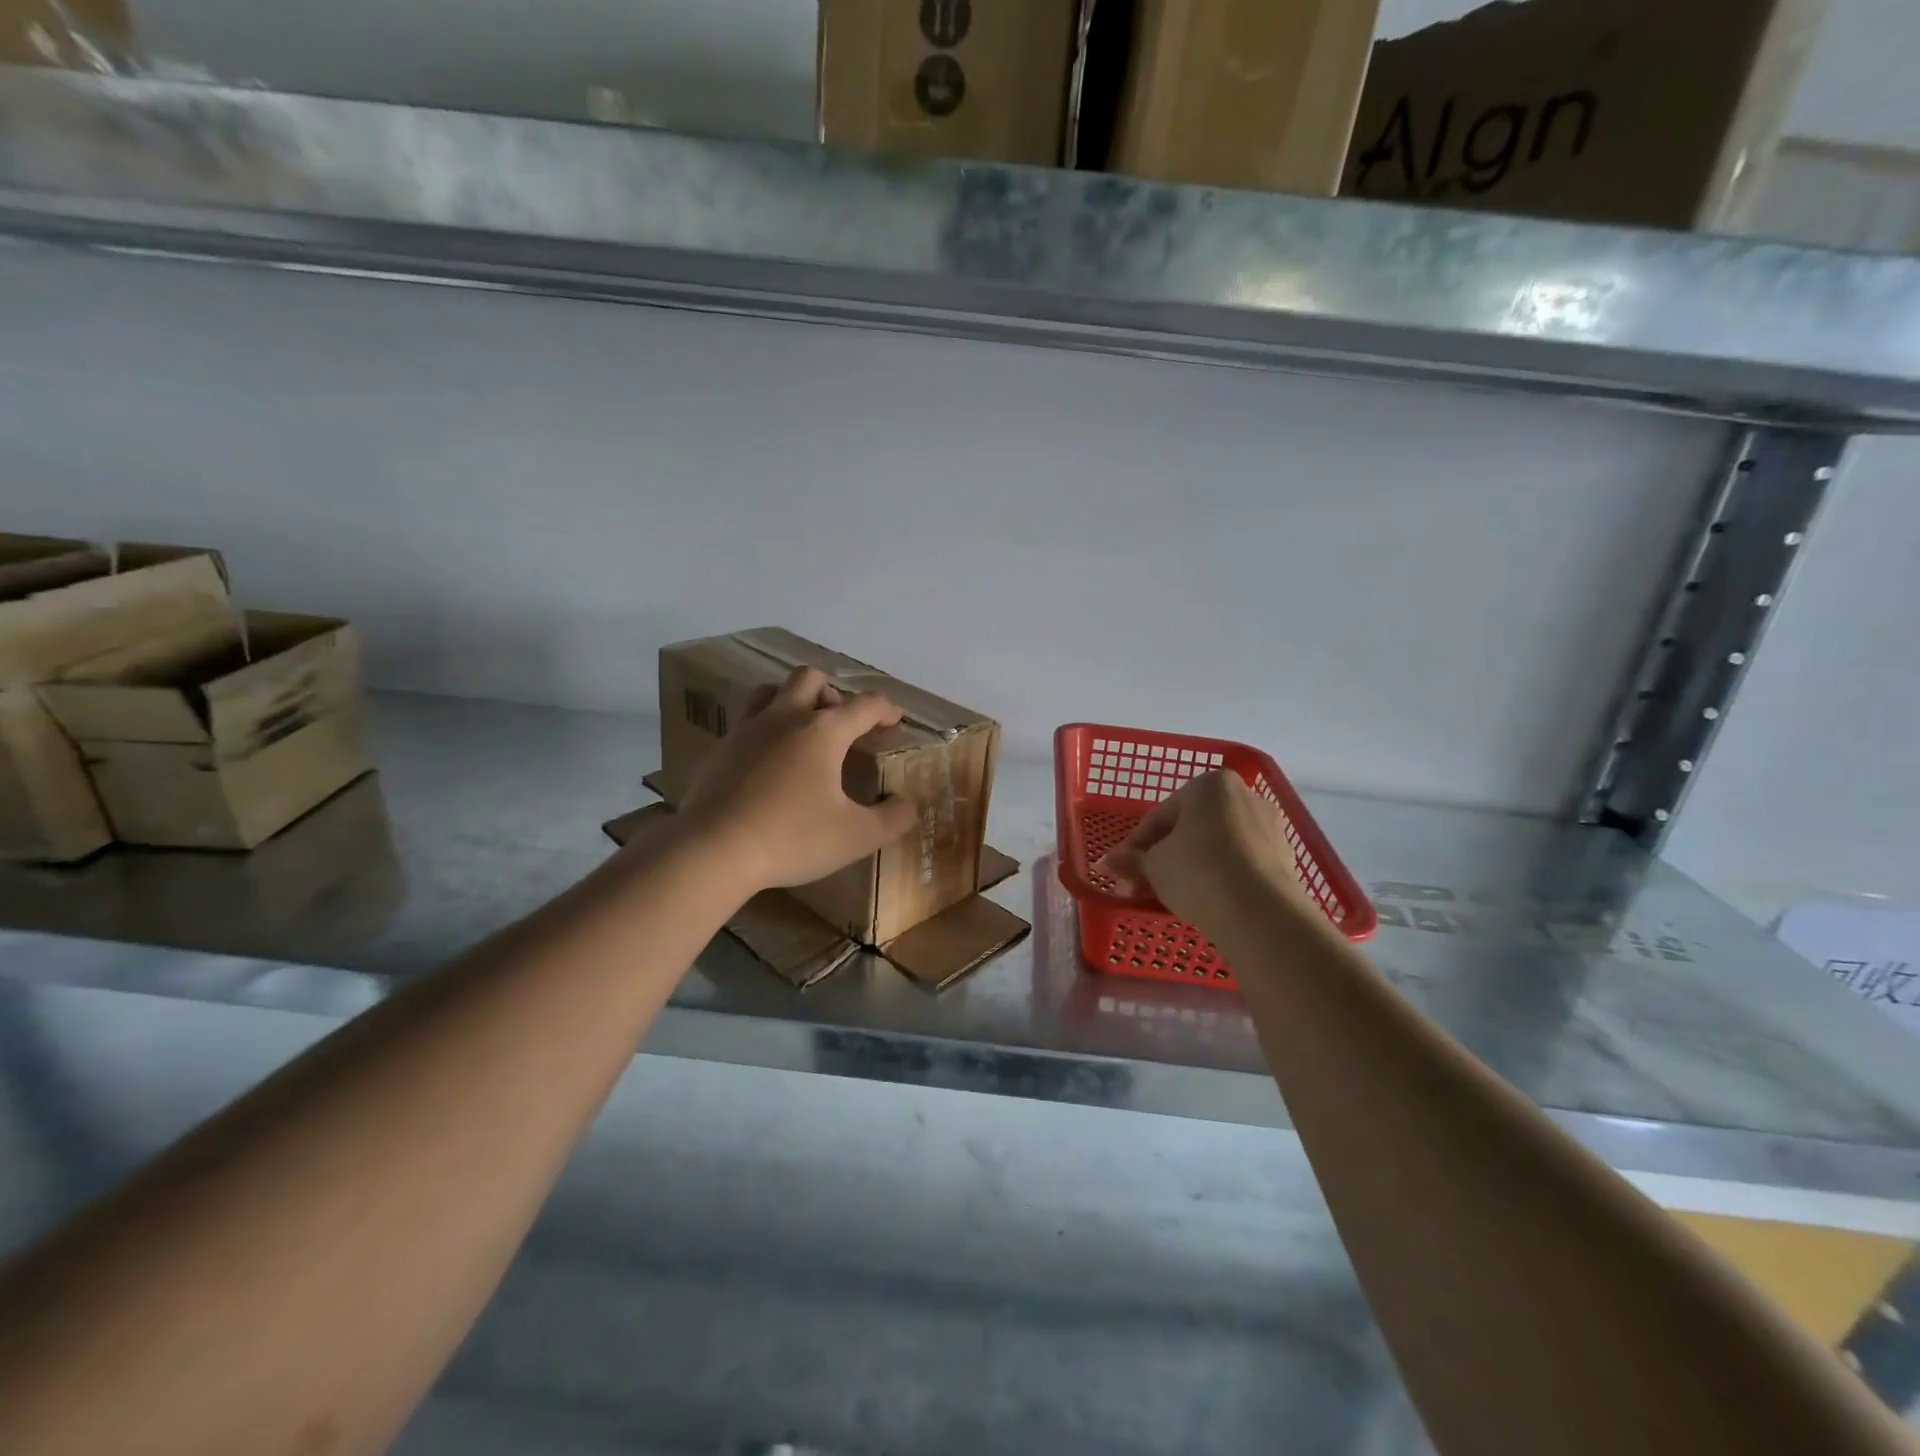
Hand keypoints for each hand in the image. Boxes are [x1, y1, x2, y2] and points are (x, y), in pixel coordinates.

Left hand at [673, 666, 918, 893]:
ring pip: (771, 693)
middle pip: (810, 678)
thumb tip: (908, 806)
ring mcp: (747, 731)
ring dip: (793, 703)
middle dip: (832, 693)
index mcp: (823, 731)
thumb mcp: (856, 836)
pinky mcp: (720, 752)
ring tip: (803, 735)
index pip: (864, 704)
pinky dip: (766, 734)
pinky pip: (748, 725)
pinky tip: (769, 767)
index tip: (895, 720)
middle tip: (841, 724)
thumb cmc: (792, 838)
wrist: (712, 850)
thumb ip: (892, 819)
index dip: (886, 709)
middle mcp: (785, 719)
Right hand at [1096, 770, 1307, 928]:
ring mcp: (1269, 827)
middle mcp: (1244, 795)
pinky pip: (1240, 863)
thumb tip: (1109, 863)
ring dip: (1191, 867)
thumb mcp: (1153, 866)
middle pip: (1191, 828)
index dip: (1136, 845)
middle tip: (1142, 884)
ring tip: (1170, 896)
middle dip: (1163, 856)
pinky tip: (1204, 900)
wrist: (1260, 912)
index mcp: (1210, 784)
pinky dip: (1219, 877)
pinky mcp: (1284, 859)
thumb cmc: (1197, 871)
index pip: (1161, 814)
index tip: (1121, 870)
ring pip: (1216, 845)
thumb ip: (1132, 861)